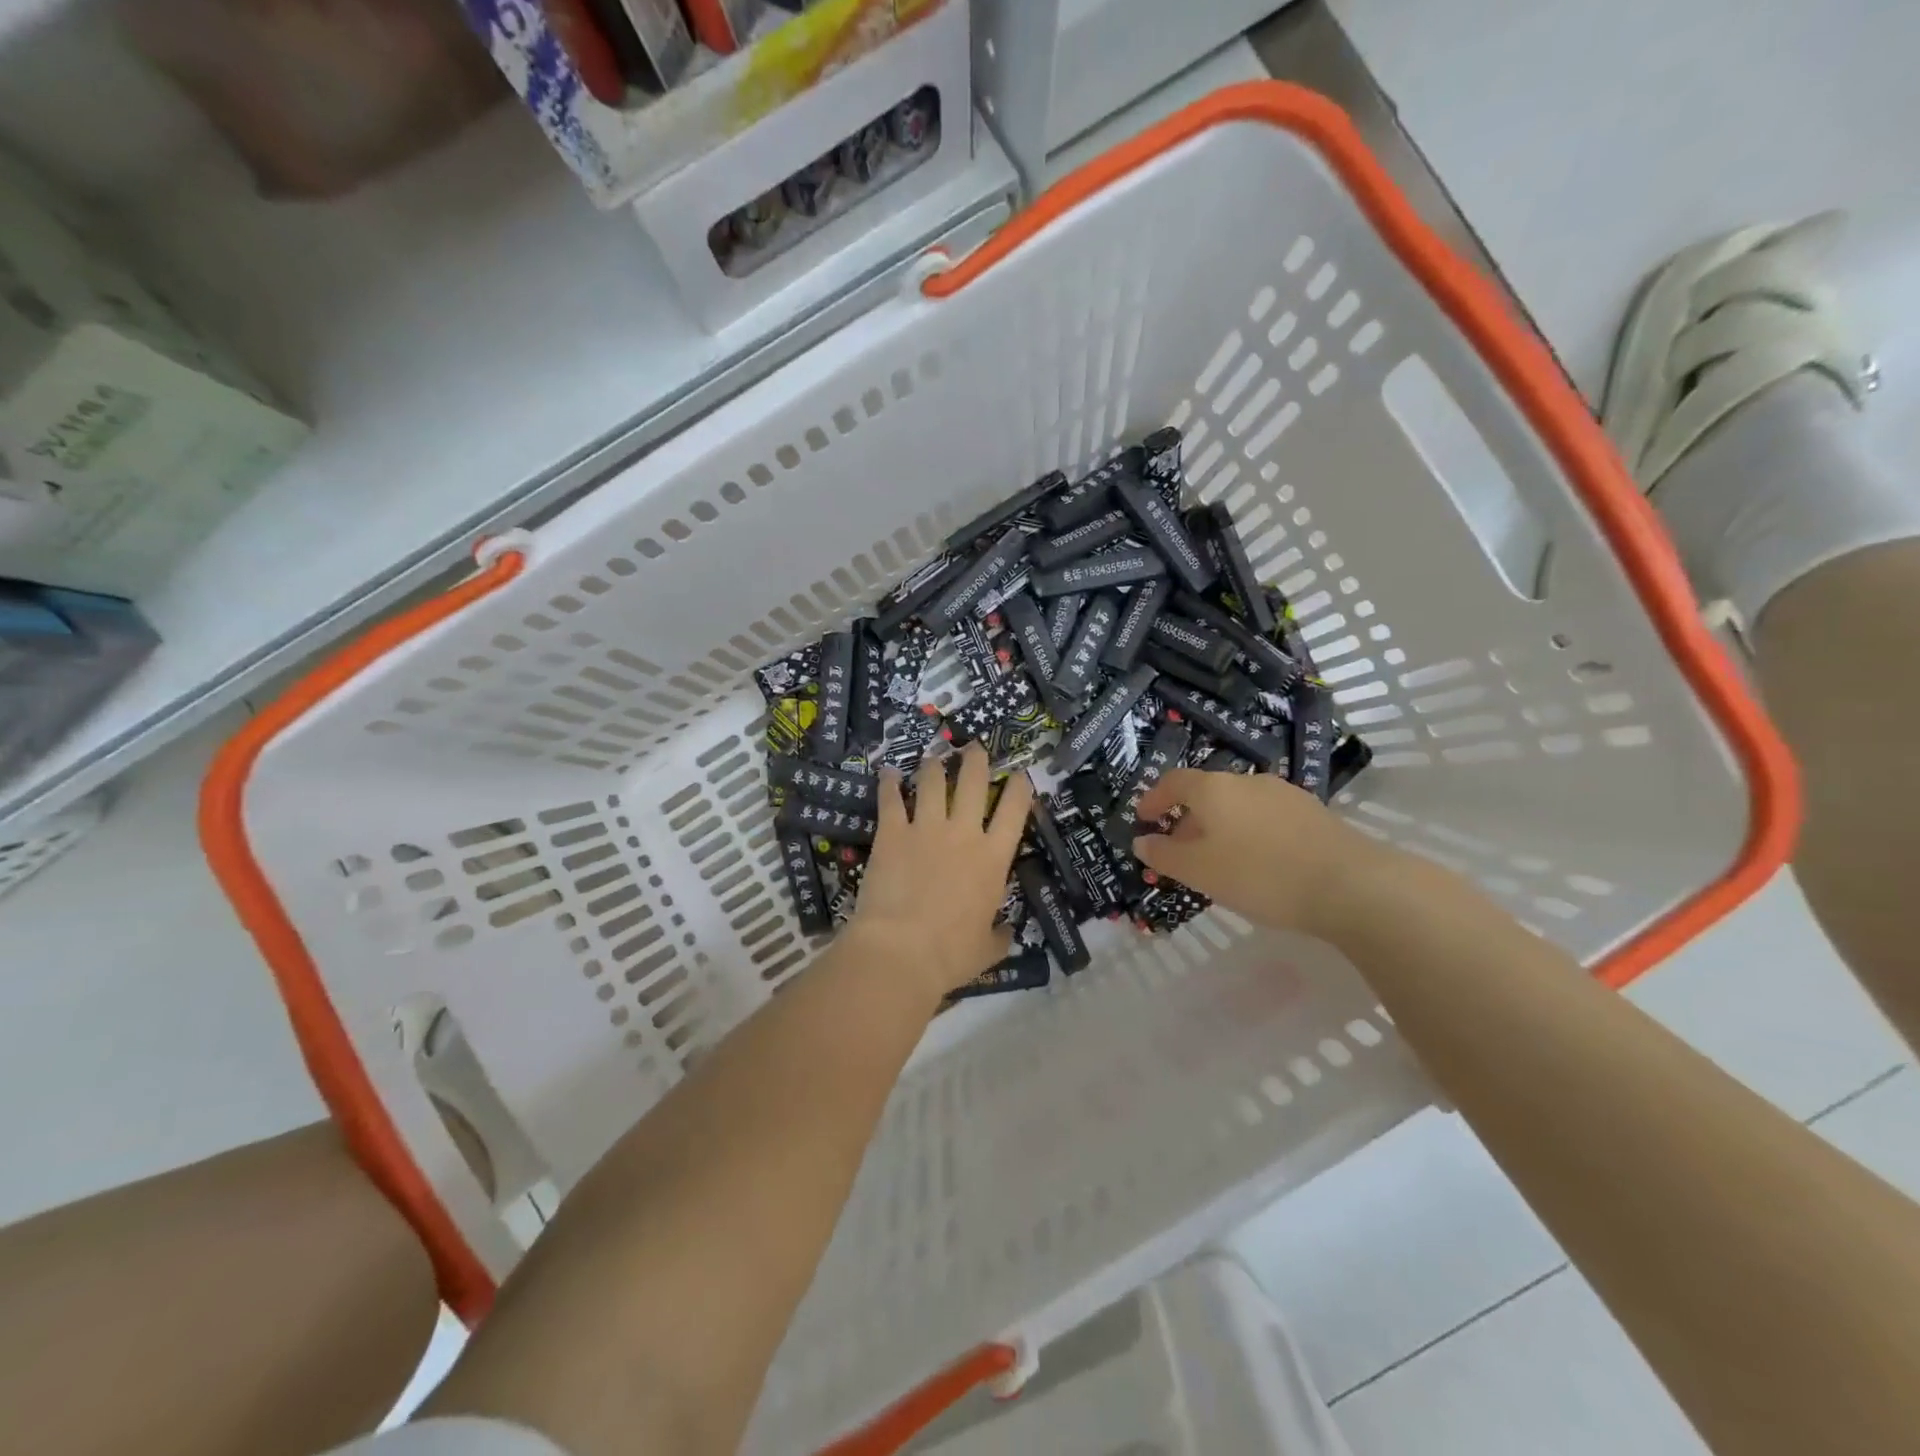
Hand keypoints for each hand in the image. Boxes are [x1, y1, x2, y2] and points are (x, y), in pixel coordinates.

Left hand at [850, 743, 1034, 997]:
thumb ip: (1000, 934)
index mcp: (992, 858)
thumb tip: (1007, 932)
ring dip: (934, 765)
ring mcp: (925, 828)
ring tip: (933, 756)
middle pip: (973, 781)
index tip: (1019, 774)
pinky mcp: (891, 833)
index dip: (1019, 787)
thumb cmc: (951, 954)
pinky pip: (890, 799)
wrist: (901, 950)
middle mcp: (963, 833)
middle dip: (976, 760)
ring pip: (932, 782)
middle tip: (974, 748)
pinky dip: (888, 783)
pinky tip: (887, 772)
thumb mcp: (988, 949)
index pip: (1014, 810)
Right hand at [1132, 769, 1398, 938]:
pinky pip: (1266, 818)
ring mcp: (1284, 794)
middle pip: (1207, 794)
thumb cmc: (1260, 874)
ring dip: (1220, 828)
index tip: (1143, 820)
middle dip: (1187, 820)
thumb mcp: (1199, 872)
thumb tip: (1142, 842)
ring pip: (1238, 806)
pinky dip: (1250, 833)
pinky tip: (1259, 863)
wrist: (1350, 885)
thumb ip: (1165, 856)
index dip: (1154, 799)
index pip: (1173, 782)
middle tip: (1179, 851)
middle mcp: (1247, 781)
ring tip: (1219, 861)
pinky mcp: (1313, 813)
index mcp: (1213, 788)